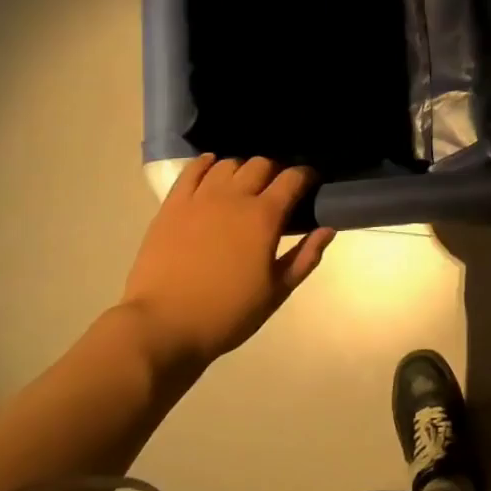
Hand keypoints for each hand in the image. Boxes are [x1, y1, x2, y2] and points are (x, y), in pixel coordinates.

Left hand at [118, 154, 334, 370]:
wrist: (163, 327)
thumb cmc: (227, 313)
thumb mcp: (277, 292)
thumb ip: (305, 257)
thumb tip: (327, 229)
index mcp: (264, 217)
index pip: (293, 178)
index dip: (307, 176)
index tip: (312, 184)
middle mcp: (234, 198)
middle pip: (261, 164)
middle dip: (276, 171)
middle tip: (278, 190)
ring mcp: (199, 198)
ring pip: (228, 164)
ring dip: (243, 169)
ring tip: (245, 185)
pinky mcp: (172, 206)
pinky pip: (192, 171)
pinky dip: (206, 164)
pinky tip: (212, 169)